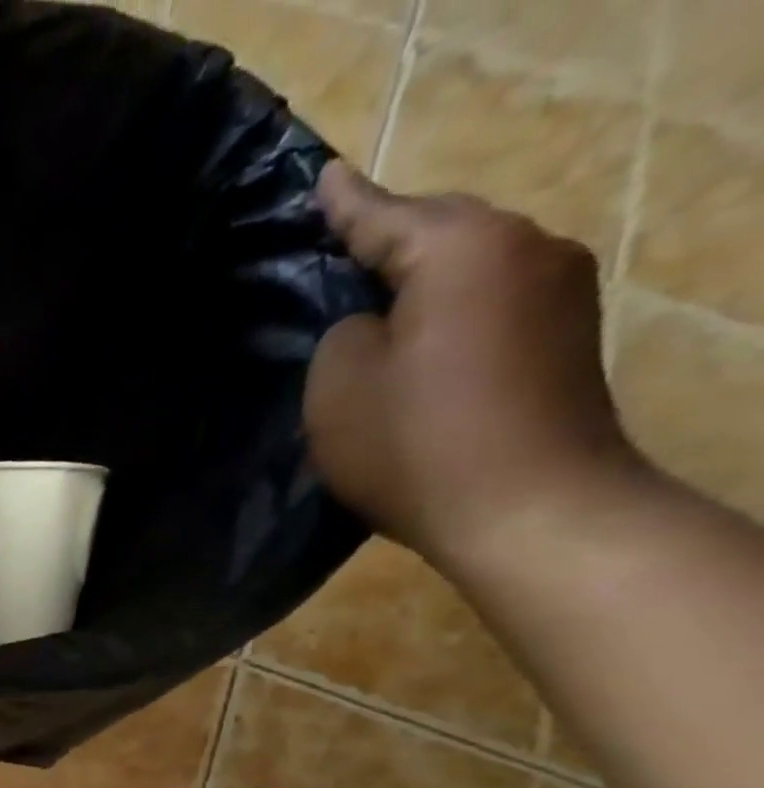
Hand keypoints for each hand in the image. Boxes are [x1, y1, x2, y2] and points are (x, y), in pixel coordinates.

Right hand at [306, 162, 640, 567]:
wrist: (529, 507)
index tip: (322, 178)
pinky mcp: (566, 335)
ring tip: (373, 294)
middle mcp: (526, 248)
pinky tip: (418, 335)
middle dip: (388, 236)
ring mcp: (559, 290)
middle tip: (338, 243)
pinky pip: (491, 300)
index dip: (345, 204)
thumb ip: (343, 334)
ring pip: (470, 265)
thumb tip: (372, 323)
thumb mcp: (338, 388)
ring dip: (421, 277)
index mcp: (463, 250)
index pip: (386, 216)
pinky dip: (449, 309)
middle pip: (440, 230)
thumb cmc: (415, 443)